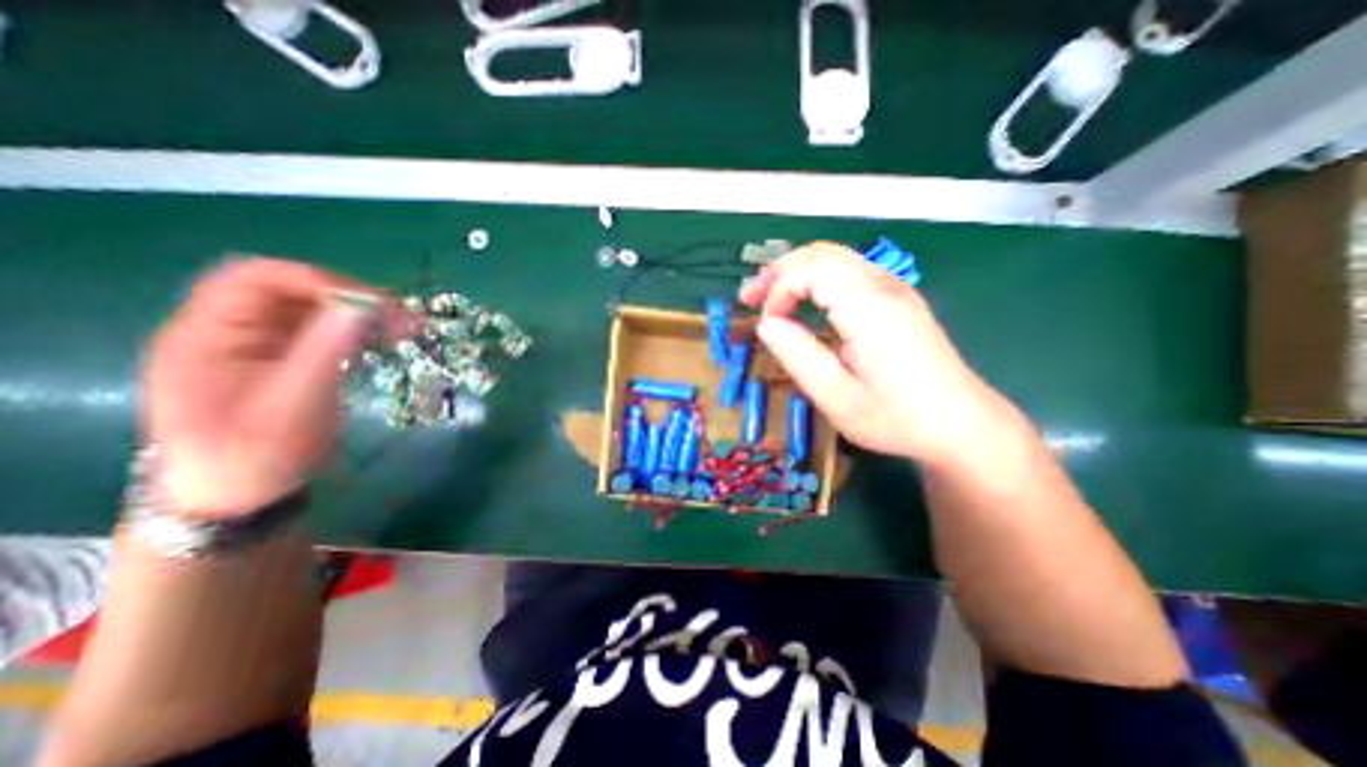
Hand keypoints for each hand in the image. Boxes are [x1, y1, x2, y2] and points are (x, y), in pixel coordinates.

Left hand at [137, 262, 375, 518]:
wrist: (236, 497)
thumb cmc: (256, 455)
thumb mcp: (294, 404)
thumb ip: (327, 350)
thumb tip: (365, 306)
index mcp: (207, 335)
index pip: (256, 278)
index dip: (317, 280)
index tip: (373, 302)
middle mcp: (228, 330)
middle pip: (288, 290)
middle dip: (347, 296)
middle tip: (397, 314)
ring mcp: (255, 345)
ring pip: (310, 309)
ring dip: (356, 313)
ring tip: (402, 326)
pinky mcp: (282, 360)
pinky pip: (320, 331)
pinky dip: (354, 330)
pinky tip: (384, 339)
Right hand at [743, 243, 1000, 465]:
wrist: (961, 425)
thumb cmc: (896, 418)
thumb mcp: (837, 398)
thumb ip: (798, 357)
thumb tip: (767, 324)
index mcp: (869, 308)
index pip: (810, 270)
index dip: (778, 291)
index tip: (766, 325)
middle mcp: (884, 286)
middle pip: (821, 253)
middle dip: (779, 271)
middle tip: (749, 297)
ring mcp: (895, 288)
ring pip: (835, 257)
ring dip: (796, 271)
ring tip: (768, 296)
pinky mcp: (898, 298)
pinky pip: (849, 271)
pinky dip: (816, 278)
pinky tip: (804, 299)